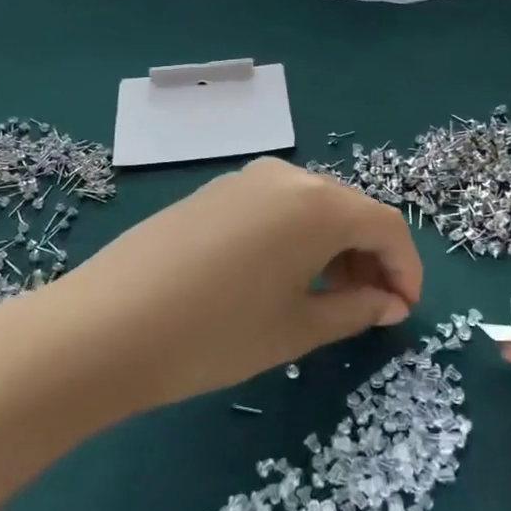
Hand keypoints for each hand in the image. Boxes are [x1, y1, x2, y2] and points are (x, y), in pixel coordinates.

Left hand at [18, 158, 420, 416]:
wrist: (104, 327)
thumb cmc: (216, 334)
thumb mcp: (296, 329)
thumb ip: (355, 309)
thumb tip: (389, 302)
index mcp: (318, 204)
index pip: (386, 226)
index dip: (406, 269)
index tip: (404, 310)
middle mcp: (285, 176)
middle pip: (349, 210)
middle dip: (369, 258)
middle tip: (368, 308)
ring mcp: (242, 179)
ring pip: (310, 207)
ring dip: (332, 246)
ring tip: (326, 297)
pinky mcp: (211, 192)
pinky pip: (273, 207)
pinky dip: (294, 237)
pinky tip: (279, 275)